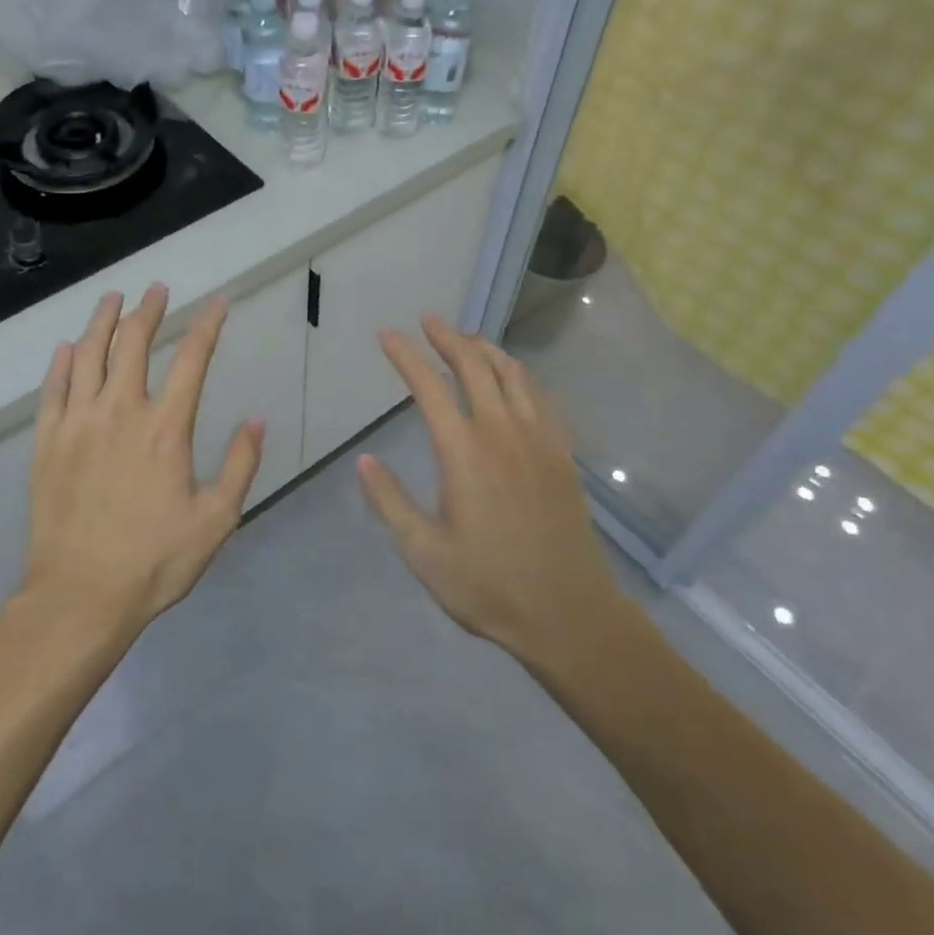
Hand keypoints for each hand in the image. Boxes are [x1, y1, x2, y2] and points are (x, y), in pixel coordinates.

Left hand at [25, 284, 263, 631]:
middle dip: (148, 310)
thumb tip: (256, 419)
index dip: (207, 325)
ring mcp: (78, 423)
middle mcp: (120, 412)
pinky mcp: (47, 442)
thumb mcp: (216, 519)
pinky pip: (53, 388)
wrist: (79, 596)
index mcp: (165, 428)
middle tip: (156, 290)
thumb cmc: (154, 561)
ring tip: (113, 298)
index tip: (218, 302)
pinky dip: (61, 362)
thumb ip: (240, 465)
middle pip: (134, 343)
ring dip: (102, 321)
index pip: (192, 359)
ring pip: (88, 355)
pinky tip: (66, 347)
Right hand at [357, 314, 624, 666]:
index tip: (388, 334)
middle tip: (429, 320)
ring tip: (468, 338)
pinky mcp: (562, 455)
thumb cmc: (488, 586)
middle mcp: (502, 432)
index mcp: (464, 451)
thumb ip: (390, 501)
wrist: (568, 613)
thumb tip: (364, 460)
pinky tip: (515, 379)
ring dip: (487, 349)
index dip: (405, 355)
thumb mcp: (423, 552)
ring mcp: (538, 440)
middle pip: (474, 366)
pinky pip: (542, 398)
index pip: (428, 386)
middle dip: (448, 338)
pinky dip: (521, 376)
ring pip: (513, 374)